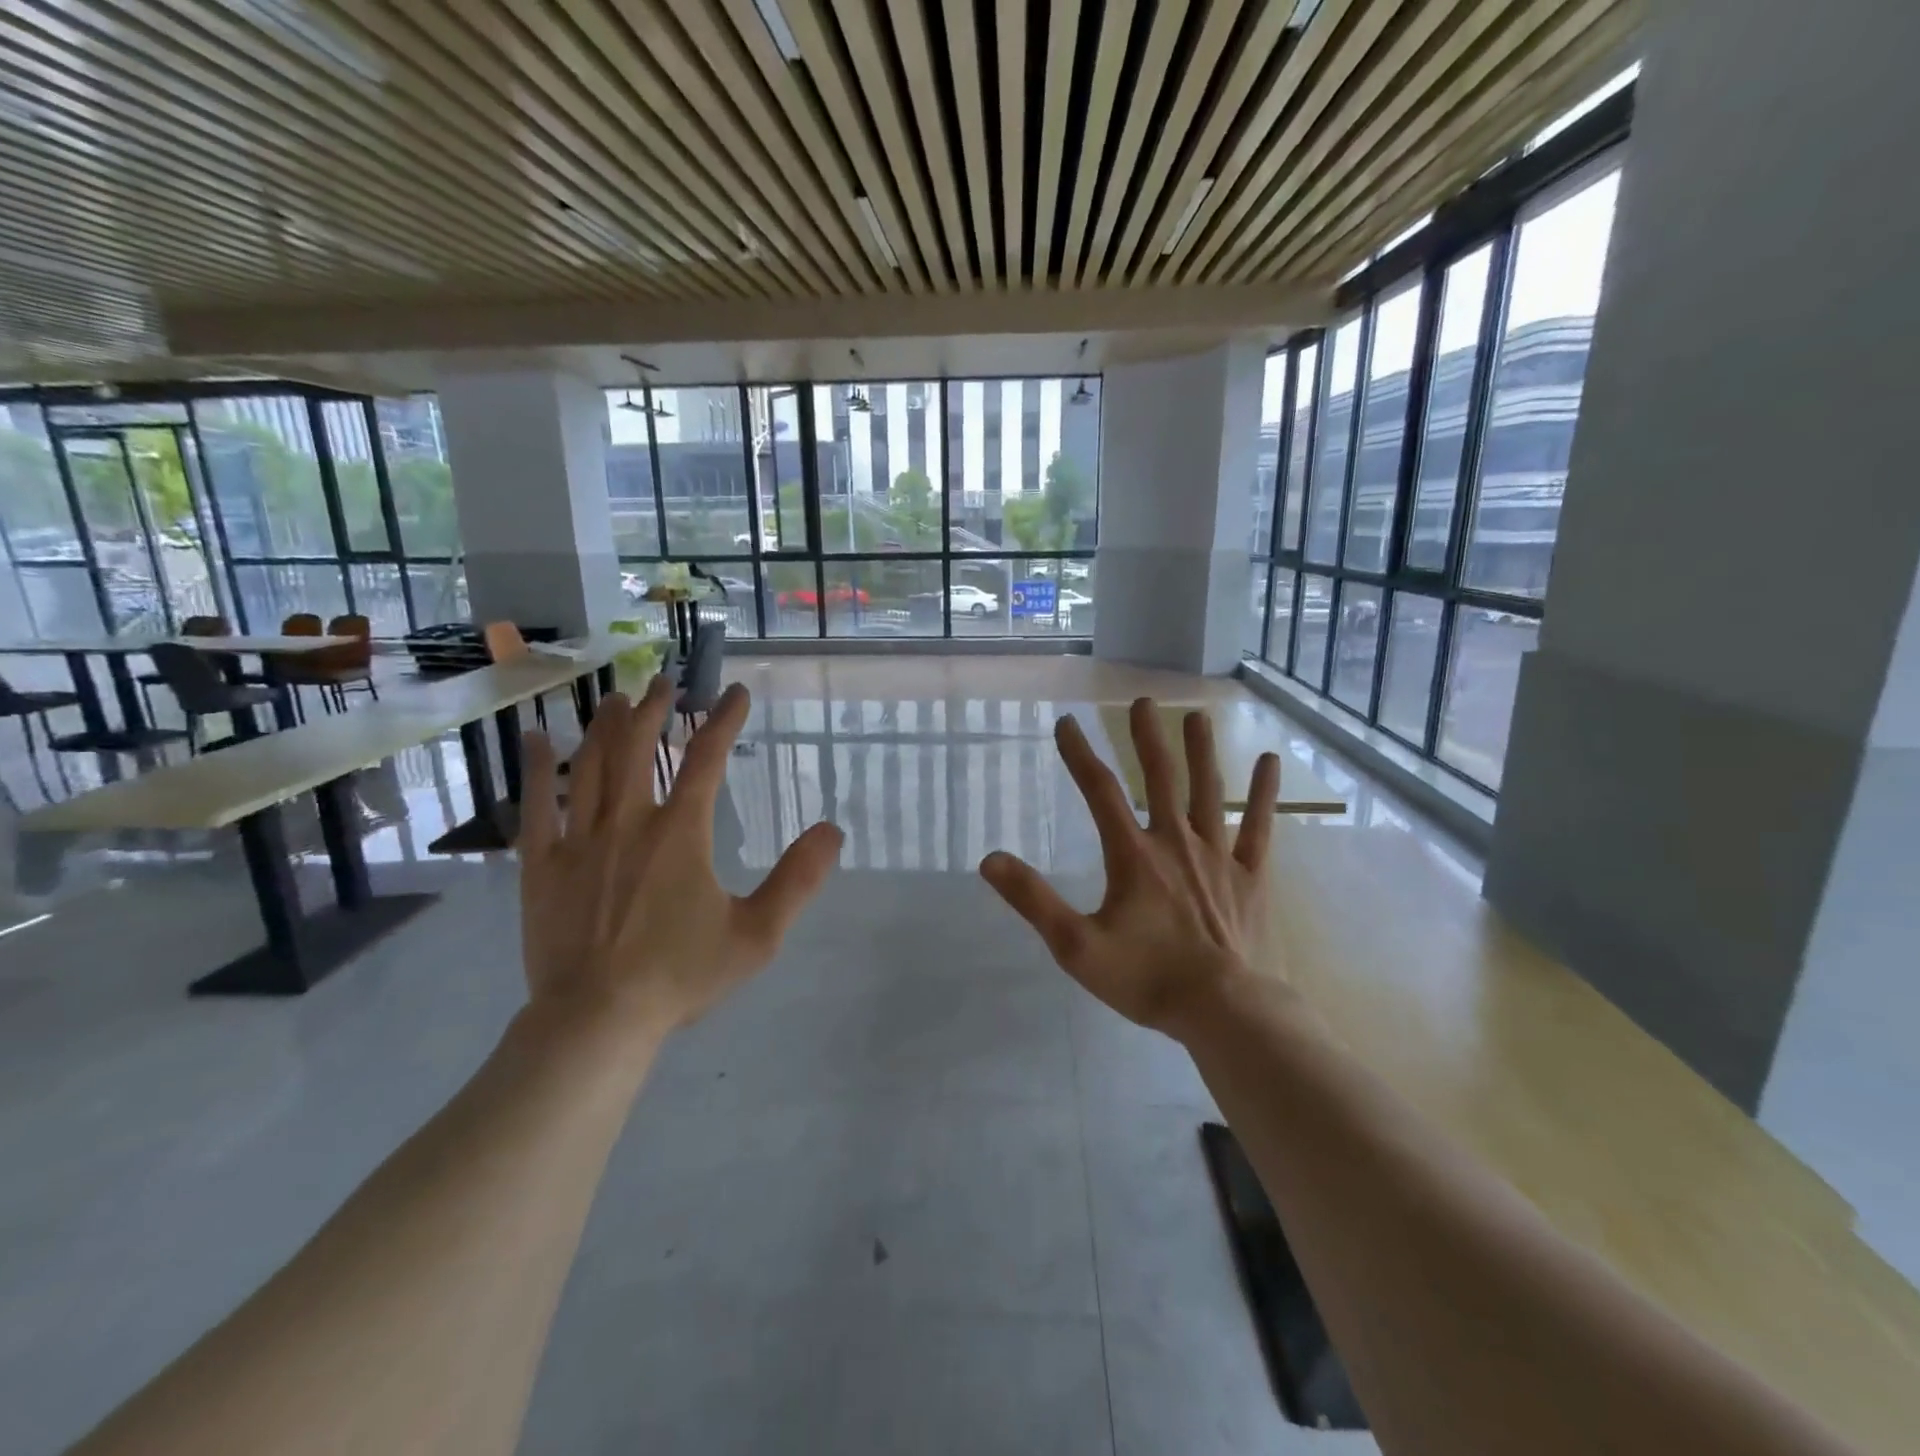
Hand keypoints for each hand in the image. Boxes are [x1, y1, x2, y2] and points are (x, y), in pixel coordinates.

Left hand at [517, 676, 842, 1041]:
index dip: (723, 720)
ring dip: (605, 727)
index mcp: (680, 833)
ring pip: (590, 766)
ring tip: (615, 698)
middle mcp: (628, 822)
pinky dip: (537, 768)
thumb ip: (798, 880)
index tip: (734, 693)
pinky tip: (536, 739)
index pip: (706, 759)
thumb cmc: (680, 976)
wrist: (596, 1021)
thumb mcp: (757, 934)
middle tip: (663, 682)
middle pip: (640, 748)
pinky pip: (536, 805)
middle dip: (654, 710)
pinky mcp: (541, 865)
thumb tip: (832, 830)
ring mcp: (579, 841)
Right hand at [980, 698, 1279, 1038]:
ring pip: (1207, 791)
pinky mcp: (1250, 876)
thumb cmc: (1146, 979)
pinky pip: (1259, 827)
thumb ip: (1034, 900)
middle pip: (1159, 778)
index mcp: (1133, 855)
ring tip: (1196, 715)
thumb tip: (990, 860)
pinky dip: (1263, 794)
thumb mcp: (1076, 945)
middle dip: (1146, 738)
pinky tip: (1268, 762)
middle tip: (1142, 701)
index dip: (1080, 754)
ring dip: (1200, 751)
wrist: (1224, 1011)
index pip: (1100, 792)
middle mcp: (1175, 842)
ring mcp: (1217, 855)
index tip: (1066, 722)